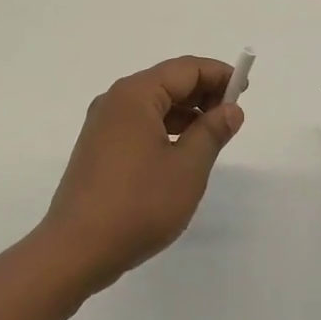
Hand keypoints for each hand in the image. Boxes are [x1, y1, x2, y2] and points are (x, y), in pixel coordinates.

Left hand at [39, 56, 244, 293]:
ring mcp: (102, 124)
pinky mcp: (98, 147)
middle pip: (167, 81)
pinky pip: (139, 123)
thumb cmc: (138, 205)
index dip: (219, 74)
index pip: (186, 69)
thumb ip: (212, 132)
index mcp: (135, 95)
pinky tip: (182, 150)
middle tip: (233, 113)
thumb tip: (230, 109)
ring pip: (153, 103)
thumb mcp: (187, 168)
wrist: (75, 251)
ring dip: (186, 111)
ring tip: (214, 133)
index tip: (245, 89)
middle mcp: (115, 100)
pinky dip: (165, 127)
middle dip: (203, 92)